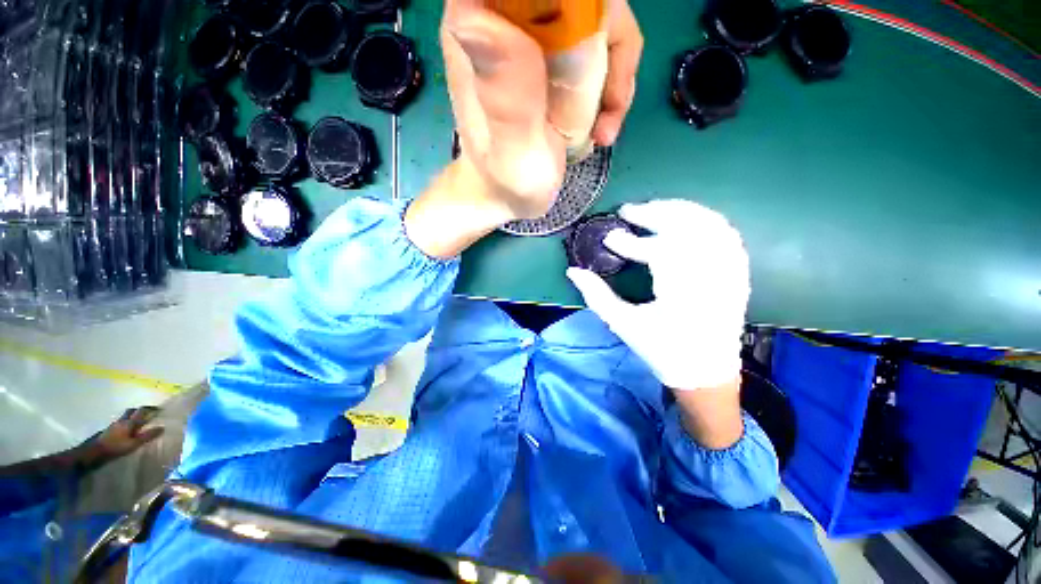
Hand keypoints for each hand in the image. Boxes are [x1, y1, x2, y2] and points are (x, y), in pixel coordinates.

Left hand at [85, 406, 163, 463]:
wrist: (95, 451)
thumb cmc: (116, 447)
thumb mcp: (134, 443)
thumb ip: (147, 436)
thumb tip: (162, 427)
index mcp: (130, 422)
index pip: (141, 411)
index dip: (150, 409)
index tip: (158, 410)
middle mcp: (122, 420)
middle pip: (131, 411)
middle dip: (139, 410)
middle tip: (147, 414)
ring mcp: (114, 424)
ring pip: (125, 416)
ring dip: (132, 416)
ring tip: (138, 422)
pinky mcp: (109, 430)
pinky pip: (120, 423)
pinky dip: (125, 423)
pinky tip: (126, 430)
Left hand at [406, 1, 642, 258]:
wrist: (507, 195)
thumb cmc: (507, 182)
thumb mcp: (512, 152)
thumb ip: (508, 98)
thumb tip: (481, 19)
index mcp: (476, 27)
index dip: (574, 5)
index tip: (590, 47)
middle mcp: (500, 18)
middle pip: (575, 0)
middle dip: (607, 42)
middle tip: (609, 104)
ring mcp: (529, 36)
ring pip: (596, 18)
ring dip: (615, 72)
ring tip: (605, 129)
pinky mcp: (551, 57)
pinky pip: (600, 47)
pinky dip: (611, 85)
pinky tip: (603, 127)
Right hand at [567, 200, 749, 391]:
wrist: (706, 371)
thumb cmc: (662, 350)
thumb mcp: (623, 324)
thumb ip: (596, 296)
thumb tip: (573, 271)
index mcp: (682, 295)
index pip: (658, 252)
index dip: (630, 243)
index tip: (609, 239)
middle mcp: (711, 277)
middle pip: (687, 228)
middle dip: (655, 214)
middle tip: (629, 210)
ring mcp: (729, 272)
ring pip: (710, 225)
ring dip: (679, 210)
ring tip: (653, 208)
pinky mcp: (737, 272)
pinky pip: (726, 234)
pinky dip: (704, 219)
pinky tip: (685, 217)